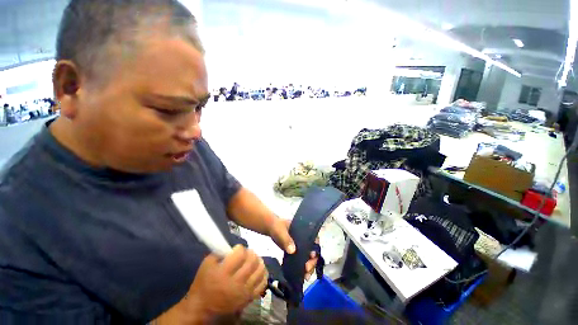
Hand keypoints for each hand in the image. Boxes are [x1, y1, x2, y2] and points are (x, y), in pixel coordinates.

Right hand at [189, 245, 267, 316]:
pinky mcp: (249, 298)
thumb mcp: (206, 264)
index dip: (240, 248)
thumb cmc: (203, 285)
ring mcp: (244, 292)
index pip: (240, 254)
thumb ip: (219, 253)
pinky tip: (259, 269)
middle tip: (247, 252)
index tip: (237, 248)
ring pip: (259, 271)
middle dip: (251, 253)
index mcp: (223, 273)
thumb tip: (232, 247)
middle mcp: (236, 283)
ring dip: (258, 261)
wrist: (201, 309)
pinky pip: (262, 284)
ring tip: (254, 259)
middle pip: (252, 261)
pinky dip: (263, 274)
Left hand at [269, 218, 319, 279]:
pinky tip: (302, 276)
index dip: (315, 247)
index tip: (312, 255)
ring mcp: (300, 246)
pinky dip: (303, 268)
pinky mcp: (296, 252)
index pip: (314, 239)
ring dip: (310, 267)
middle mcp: (305, 239)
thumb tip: (293, 251)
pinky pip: (302, 260)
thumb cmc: (277, 227)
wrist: (270, 228)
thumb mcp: (281, 231)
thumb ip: (286, 239)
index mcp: (304, 231)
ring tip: (306, 276)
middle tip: (307, 268)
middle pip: (313, 250)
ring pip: (309, 257)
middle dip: (312, 261)